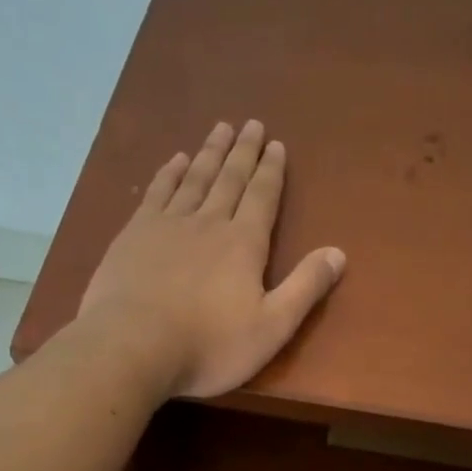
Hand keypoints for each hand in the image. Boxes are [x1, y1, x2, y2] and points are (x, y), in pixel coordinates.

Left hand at [78, 120, 345, 398]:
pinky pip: (157, 192)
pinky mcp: (134, 234)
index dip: (271, 171)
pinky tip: (175, 160)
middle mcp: (208, 223)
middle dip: (243, 152)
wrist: (133, 346)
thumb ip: (305, 288)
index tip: (276, 144)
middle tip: (251, 124)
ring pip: (194, 178)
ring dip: (209, 153)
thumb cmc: (209, 345)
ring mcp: (167, 224)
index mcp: (244, 244)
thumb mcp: (271, 327)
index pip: (263, 197)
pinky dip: (169, 173)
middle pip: (230, 179)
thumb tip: (338, 252)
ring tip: (220, 128)